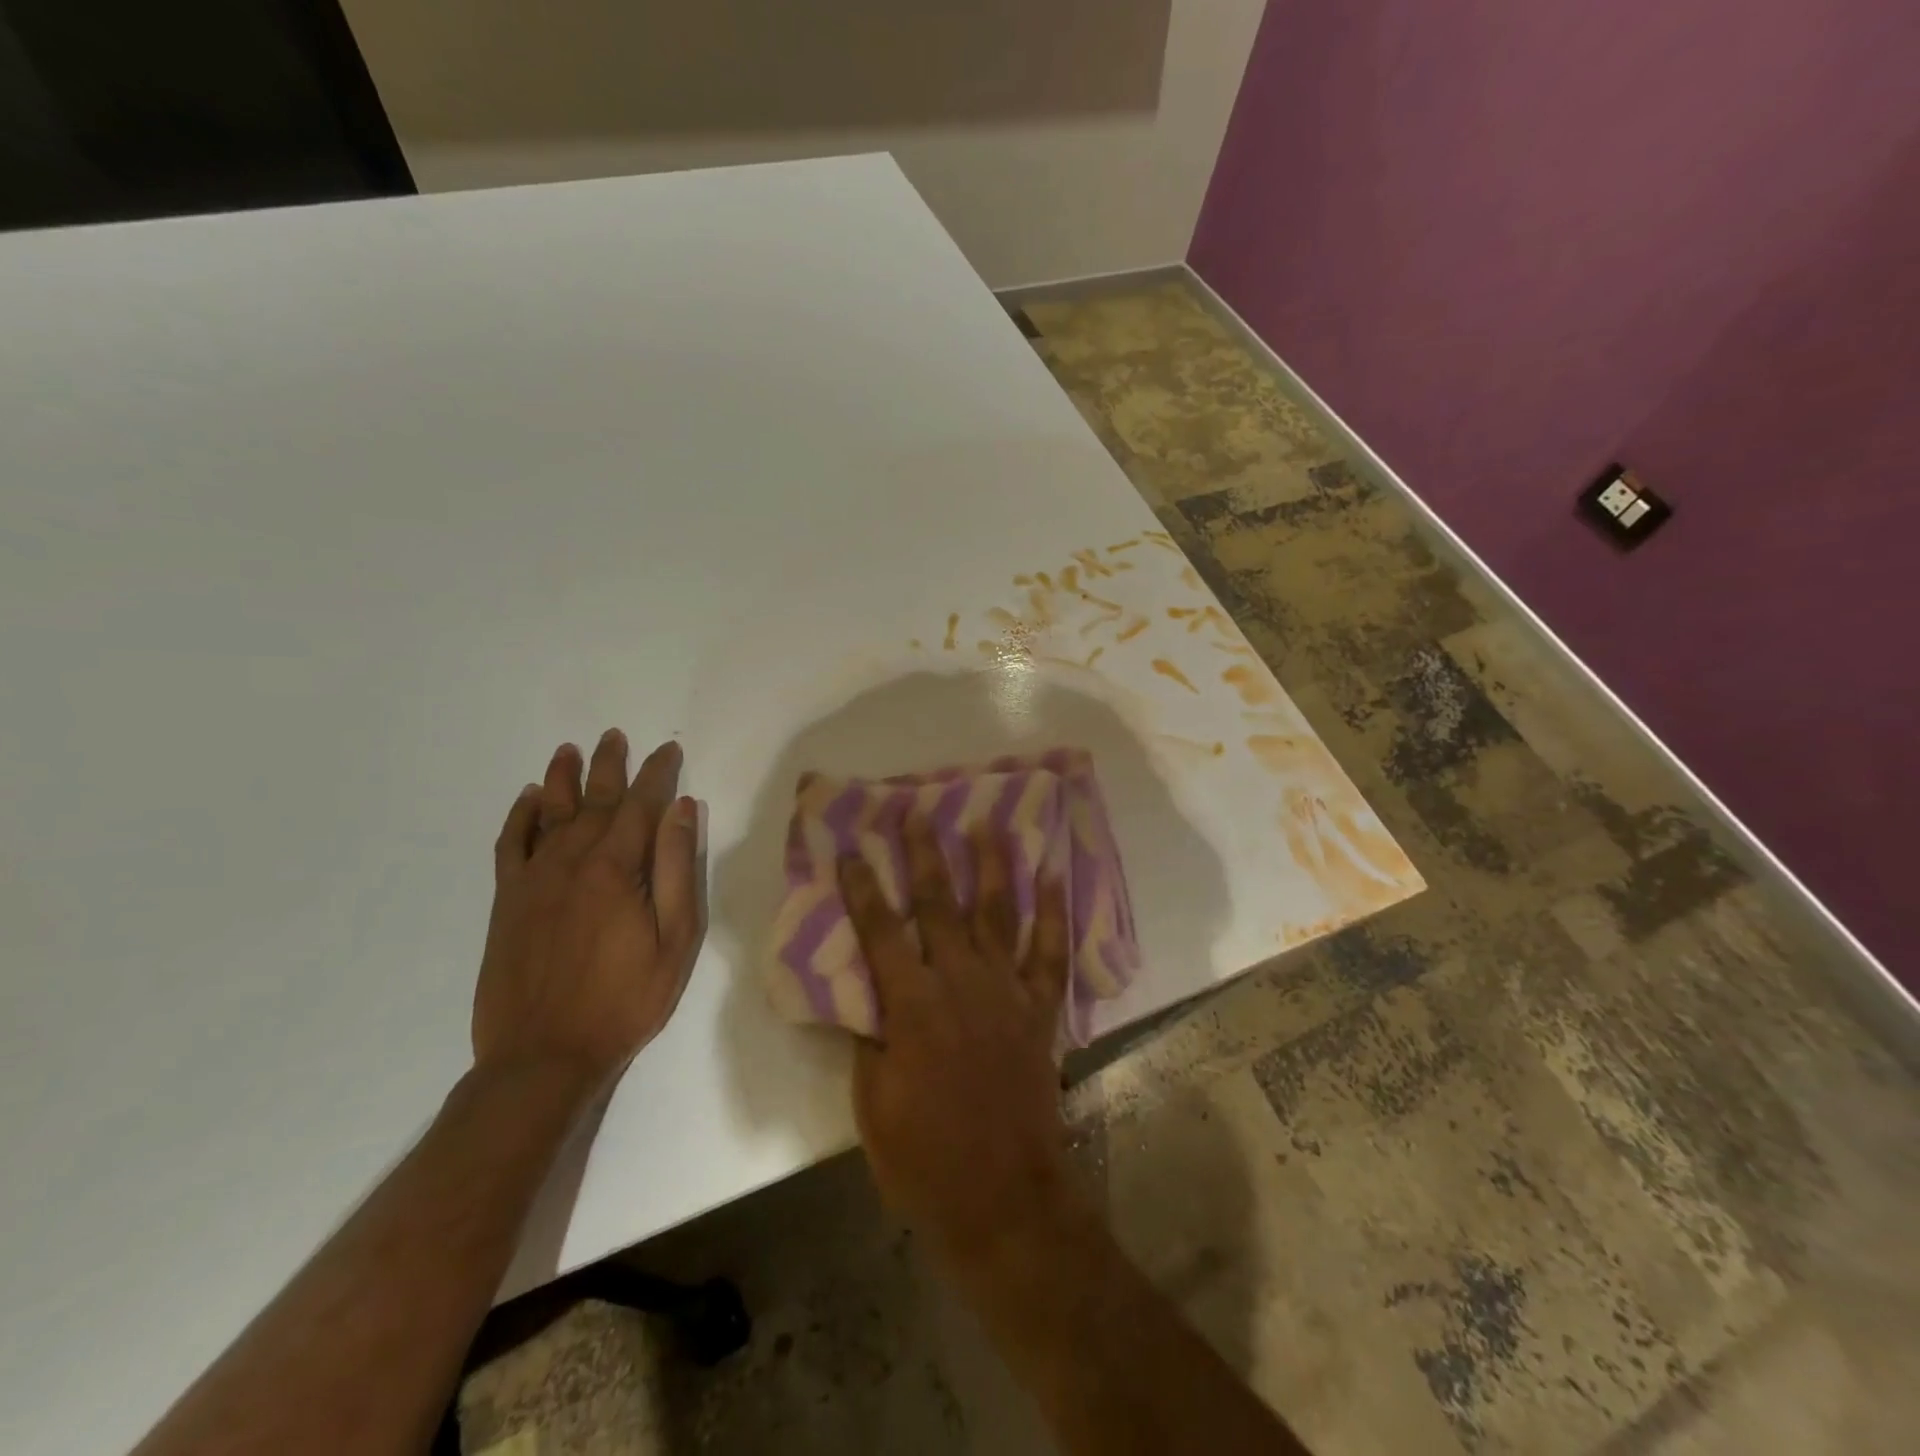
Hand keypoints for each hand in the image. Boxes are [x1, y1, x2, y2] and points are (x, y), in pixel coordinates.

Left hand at [473, 730, 703, 1098]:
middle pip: (594, 800)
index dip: (657, 774)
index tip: (668, 750)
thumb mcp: (675, 940)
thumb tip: (682, 810)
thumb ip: (678, 870)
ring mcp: (534, 880)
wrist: (543, 1056)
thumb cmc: (625, 1000)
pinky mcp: (507, 901)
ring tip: (570, 749)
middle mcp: (571, 862)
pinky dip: (519, 817)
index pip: (641, 805)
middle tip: (616, 736)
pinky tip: (528, 799)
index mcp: (617, 869)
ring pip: (549, 813)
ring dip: (561, 778)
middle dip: (610, 765)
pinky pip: (510, 845)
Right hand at [838, 819, 1077, 1271]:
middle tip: (916, 813)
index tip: (850, 848)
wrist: (1002, 1196)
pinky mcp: (1039, 1009)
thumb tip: (869, 993)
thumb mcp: (873, 1102)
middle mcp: (960, 982)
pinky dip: (1054, 911)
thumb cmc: (924, 1157)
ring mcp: (1006, 991)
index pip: (880, 930)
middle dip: (925, 854)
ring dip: (992, 865)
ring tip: (988, 824)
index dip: (863, 887)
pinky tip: (1054, 874)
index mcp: (913, 1004)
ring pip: (998, 912)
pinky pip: (1051, 951)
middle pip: (939, 904)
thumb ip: (871, 1037)